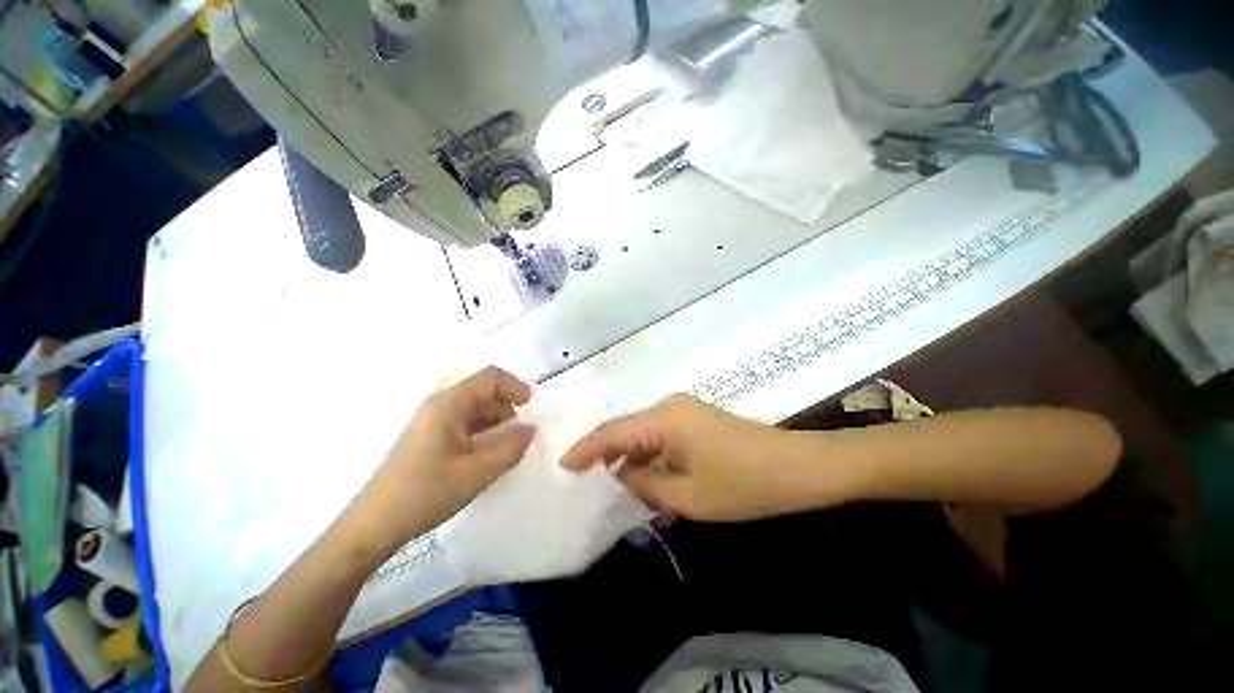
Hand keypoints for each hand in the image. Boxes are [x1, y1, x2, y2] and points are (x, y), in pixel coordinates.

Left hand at [359, 367, 536, 547]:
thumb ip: (511, 447)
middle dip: (507, 408)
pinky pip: (465, 424)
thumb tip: (531, 429)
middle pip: (483, 392)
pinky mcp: (430, 438)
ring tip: (506, 449)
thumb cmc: (425, 493)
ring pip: (475, 409)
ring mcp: (432, 422)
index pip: (490, 378)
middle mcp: (439, 406)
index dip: (515, 386)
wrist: (373, 526)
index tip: (531, 408)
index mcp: (448, 405)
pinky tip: (487, 456)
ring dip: (496, 423)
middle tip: (520, 436)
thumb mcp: (477, 472)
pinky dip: (483, 433)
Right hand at [562, 395, 826, 521]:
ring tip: (618, 488)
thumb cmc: (743, 484)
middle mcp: (670, 406)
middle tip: (587, 482)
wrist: (798, 466)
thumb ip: (646, 483)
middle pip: (627, 430)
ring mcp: (685, 411)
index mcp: (664, 419)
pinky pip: (662, 436)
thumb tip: (623, 473)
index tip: (564, 466)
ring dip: (632, 459)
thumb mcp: (688, 495)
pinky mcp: (696, 419)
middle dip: (608, 455)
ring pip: (645, 434)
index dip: (586, 448)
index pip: (613, 432)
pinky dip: (651, 457)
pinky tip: (650, 481)